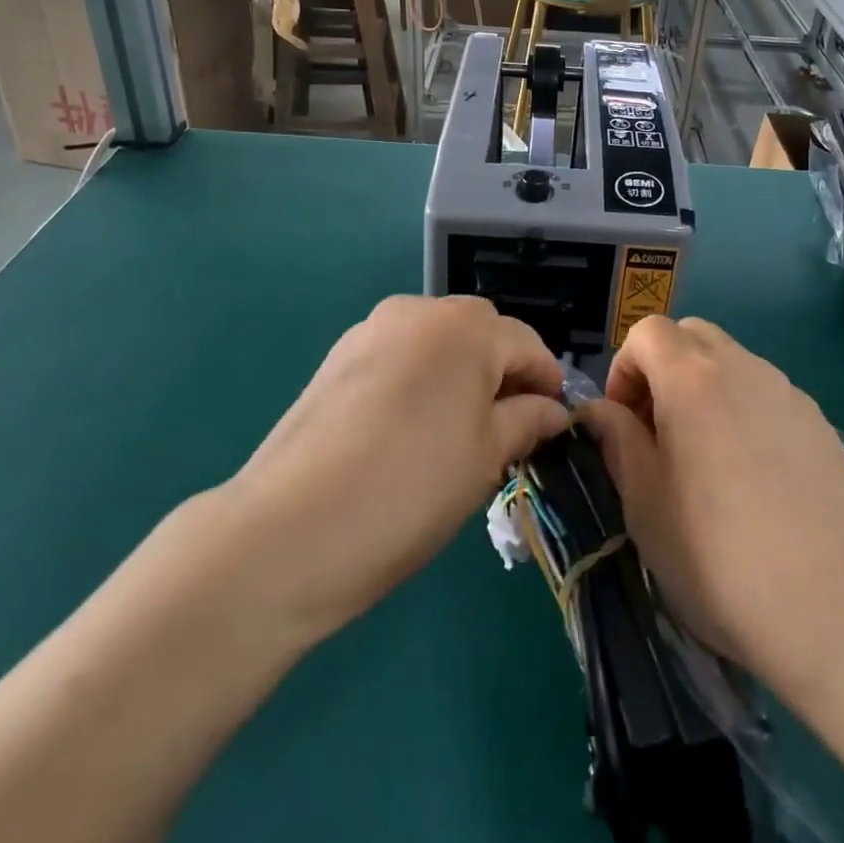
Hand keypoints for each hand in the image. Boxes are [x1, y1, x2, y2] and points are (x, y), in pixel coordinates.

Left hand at [217, 295, 570, 644]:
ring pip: (437, 340)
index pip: (527, 344)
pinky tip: (408, 427)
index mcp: (465, 328)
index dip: (547, 383)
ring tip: (456, 430)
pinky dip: (419, 377)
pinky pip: (400, 353)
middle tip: (505, 429)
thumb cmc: (411, 490)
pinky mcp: (338, 356)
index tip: (553, 425)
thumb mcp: (486, 458)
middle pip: (480, 332)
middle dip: (502, 372)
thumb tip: (551, 411)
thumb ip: (527, 421)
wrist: (290, 531)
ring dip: (459, 372)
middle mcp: (419, 311)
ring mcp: (371, 329)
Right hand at [578, 317, 843, 710]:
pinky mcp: (821, 425)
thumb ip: (617, 441)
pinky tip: (756, 480)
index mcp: (692, 377)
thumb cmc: (719, 555)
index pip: (648, 332)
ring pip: (733, 364)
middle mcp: (743, 367)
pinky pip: (768, 397)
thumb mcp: (644, 503)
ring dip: (706, 391)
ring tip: (707, 461)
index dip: (624, 369)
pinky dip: (745, 413)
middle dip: (664, 371)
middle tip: (659, 433)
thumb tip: (599, 411)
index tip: (624, 424)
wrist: (838, 607)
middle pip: (692, 337)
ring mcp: (789, 393)